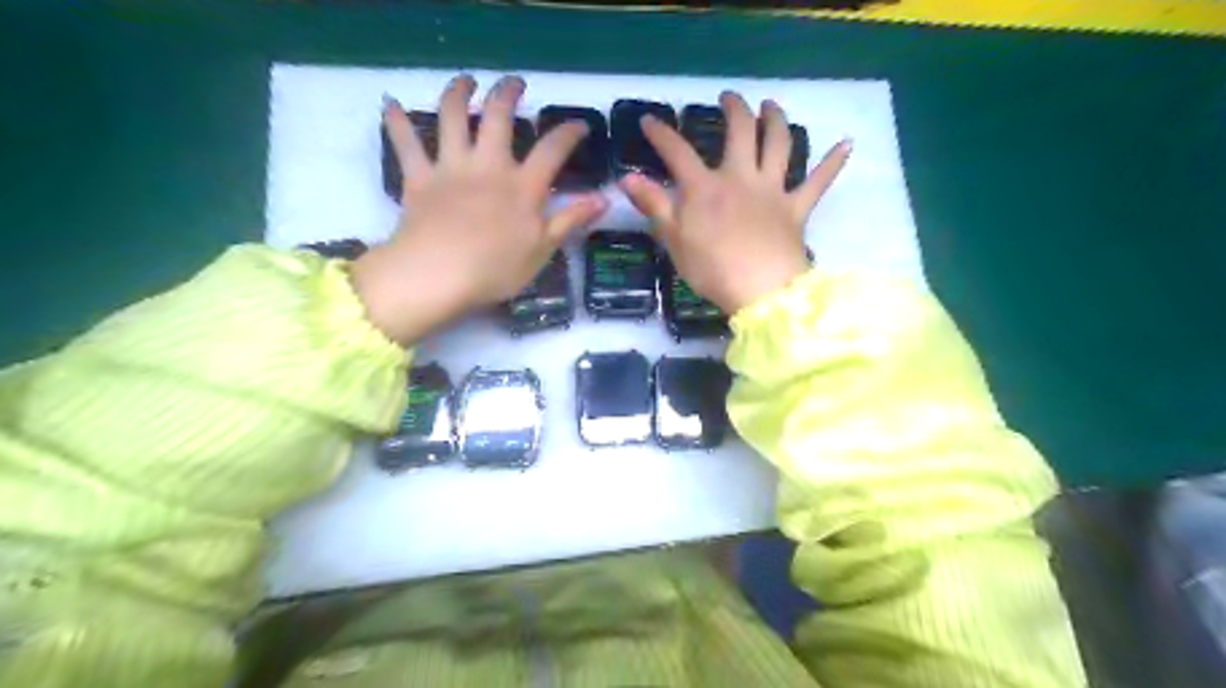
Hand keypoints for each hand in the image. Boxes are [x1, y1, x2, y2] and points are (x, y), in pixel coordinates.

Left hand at [350, 75, 607, 342]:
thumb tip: (604, 199)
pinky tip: (390, 104)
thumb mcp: (543, 250)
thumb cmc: (495, 269)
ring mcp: (451, 167)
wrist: (438, 275)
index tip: (580, 125)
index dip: (569, 132)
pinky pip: (405, 142)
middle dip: (508, 93)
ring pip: (452, 116)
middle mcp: (489, 165)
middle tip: (515, 84)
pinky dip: (396, 121)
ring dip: (458, 91)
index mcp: (522, 186)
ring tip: (465, 81)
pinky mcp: (419, 177)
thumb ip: (571, 220)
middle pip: (498, 116)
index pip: (552, 149)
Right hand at [619, 91, 848, 315]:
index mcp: (705, 188)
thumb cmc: (712, 269)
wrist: (761, 291)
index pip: (677, 153)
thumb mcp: (674, 240)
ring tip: (772, 106)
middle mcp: (740, 178)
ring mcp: (772, 190)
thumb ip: (654, 206)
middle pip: (739, 132)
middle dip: (734, 110)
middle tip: (729, 98)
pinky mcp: (797, 208)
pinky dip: (833, 163)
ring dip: (776, 120)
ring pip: (779, 144)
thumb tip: (627, 178)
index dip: (661, 134)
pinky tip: (847, 144)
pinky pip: (819, 182)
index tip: (649, 120)